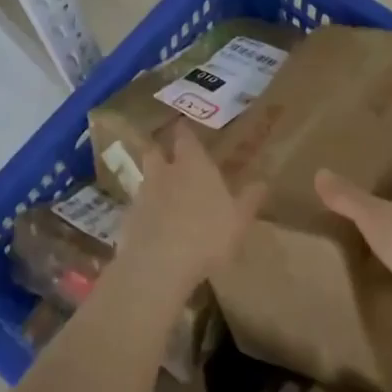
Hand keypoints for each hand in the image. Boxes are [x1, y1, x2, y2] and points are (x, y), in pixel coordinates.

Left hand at [115, 132, 265, 296]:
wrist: (159, 264)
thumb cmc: (207, 235)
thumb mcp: (239, 219)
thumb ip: (249, 198)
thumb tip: (262, 182)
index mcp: (192, 165)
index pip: (185, 137)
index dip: (184, 132)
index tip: (183, 126)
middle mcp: (164, 172)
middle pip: (156, 152)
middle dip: (161, 152)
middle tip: (169, 159)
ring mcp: (142, 195)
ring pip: (145, 179)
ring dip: (153, 183)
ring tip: (164, 196)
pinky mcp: (128, 219)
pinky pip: (137, 208)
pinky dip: (144, 212)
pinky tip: (153, 226)